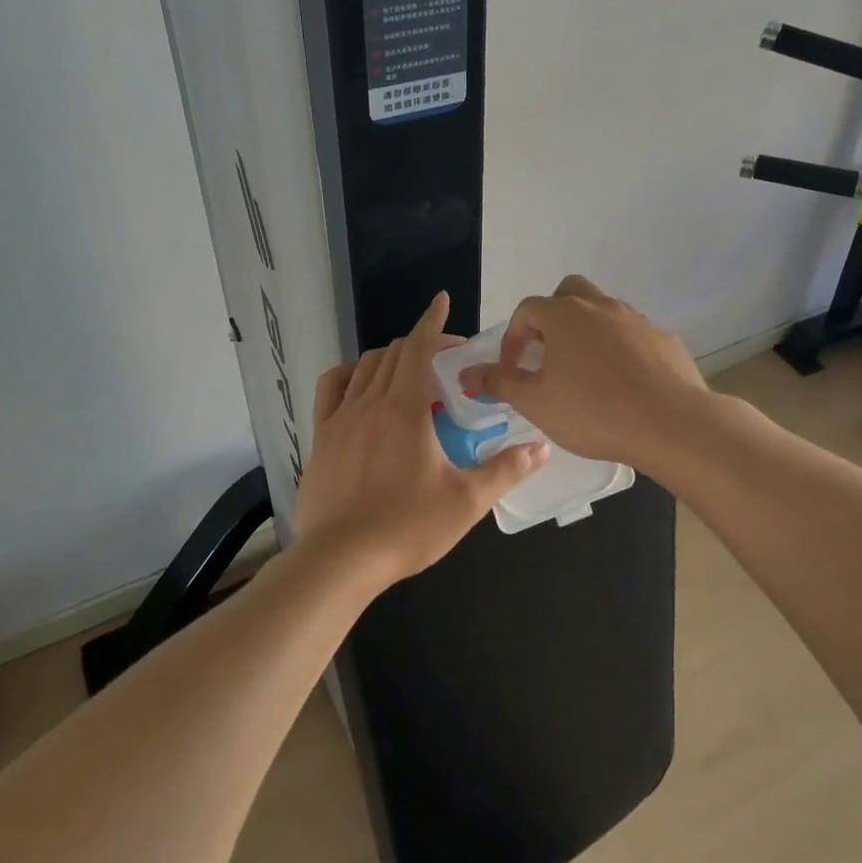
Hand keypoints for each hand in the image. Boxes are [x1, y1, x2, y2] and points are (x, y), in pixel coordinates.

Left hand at [294, 292, 549, 586]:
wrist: (339, 561)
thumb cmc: (407, 527)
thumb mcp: (466, 501)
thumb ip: (506, 470)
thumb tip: (541, 447)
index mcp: (405, 408)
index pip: (418, 347)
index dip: (432, 321)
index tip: (442, 301)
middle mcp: (370, 401)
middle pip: (394, 353)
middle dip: (421, 344)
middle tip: (446, 359)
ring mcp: (340, 417)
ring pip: (364, 366)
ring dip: (390, 358)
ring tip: (410, 373)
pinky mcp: (320, 437)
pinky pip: (332, 388)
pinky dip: (350, 374)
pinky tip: (361, 386)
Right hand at [458, 275, 709, 473]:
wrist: (670, 423)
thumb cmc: (593, 411)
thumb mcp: (535, 402)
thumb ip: (499, 383)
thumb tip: (465, 374)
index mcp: (564, 315)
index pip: (527, 309)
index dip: (513, 337)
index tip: (513, 369)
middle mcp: (600, 307)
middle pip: (568, 292)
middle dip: (552, 317)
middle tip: (548, 354)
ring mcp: (636, 320)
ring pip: (603, 311)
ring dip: (587, 331)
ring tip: (585, 371)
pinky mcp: (663, 339)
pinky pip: (633, 335)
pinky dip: (620, 349)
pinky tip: (623, 383)